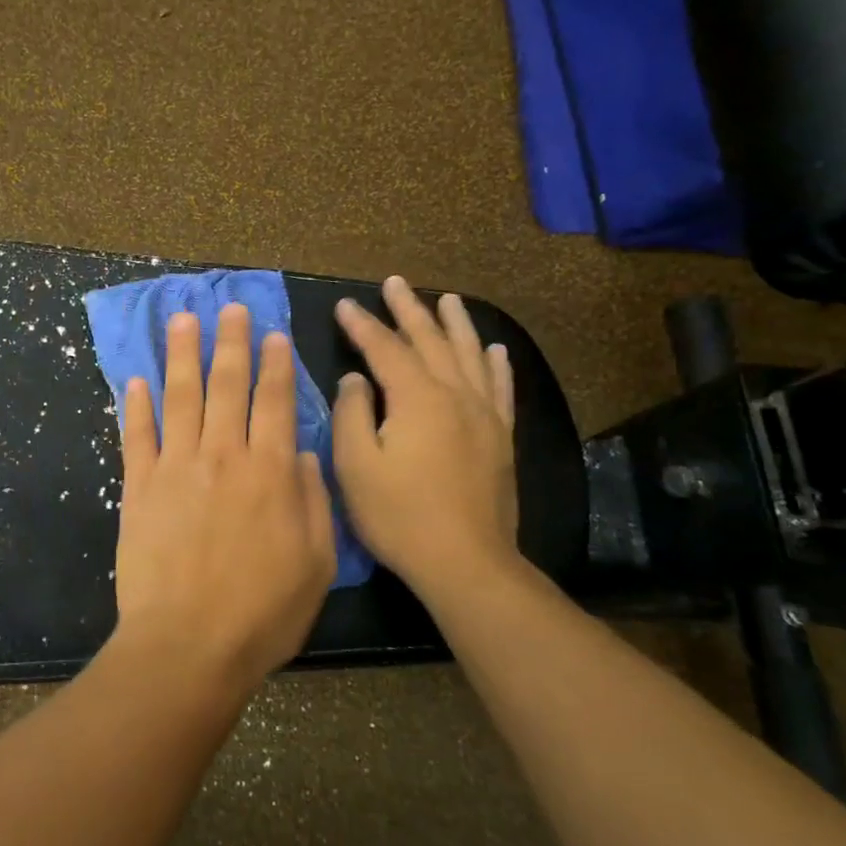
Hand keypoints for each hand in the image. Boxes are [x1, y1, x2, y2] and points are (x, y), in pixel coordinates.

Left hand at [113, 304, 337, 696]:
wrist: (188, 645)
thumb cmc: (263, 612)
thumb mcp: (316, 562)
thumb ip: (312, 500)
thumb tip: (301, 451)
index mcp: (269, 472)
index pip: (274, 402)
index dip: (275, 364)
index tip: (273, 333)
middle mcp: (222, 456)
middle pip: (226, 386)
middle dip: (229, 342)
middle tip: (228, 307)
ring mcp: (175, 468)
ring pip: (179, 397)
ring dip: (180, 354)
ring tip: (181, 319)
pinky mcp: (138, 488)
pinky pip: (135, 435)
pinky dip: (134, 405)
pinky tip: (134, 379)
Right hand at [332, 276, 518, 599]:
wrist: (465, 561)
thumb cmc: (399, 515)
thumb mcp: (355, 465)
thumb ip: (352, 413)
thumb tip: (355, 379)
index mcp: (416, 398)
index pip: (384, 349)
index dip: (362, 325)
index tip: (344, 305)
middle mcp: (455, 395)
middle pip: (430, 341)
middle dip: (409, 310)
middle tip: (395, 283)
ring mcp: (484, 415)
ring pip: (468, 355)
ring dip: (455, 324)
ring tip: (446, 299)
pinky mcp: (501, 438)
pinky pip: (500, 388)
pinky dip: (496, 364)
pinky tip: (495, 349)